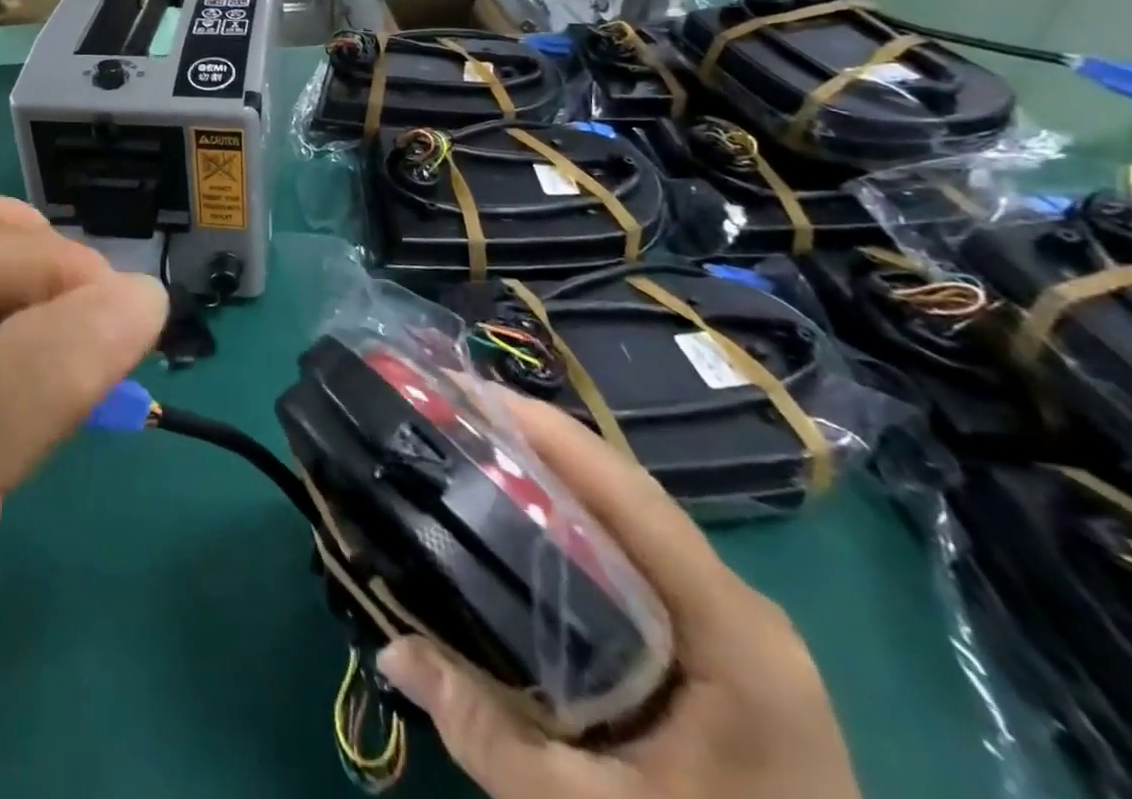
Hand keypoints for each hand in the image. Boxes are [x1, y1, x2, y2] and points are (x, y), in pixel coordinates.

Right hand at [376, 395, 859, 798]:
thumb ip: (491, 738)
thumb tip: (393, 649)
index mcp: (733, 632)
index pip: (631, 495)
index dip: (548, 434)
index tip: (468, 394)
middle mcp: (738, 607)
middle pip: (626, 495)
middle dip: (538, 445)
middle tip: (454, 418)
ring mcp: (731, 626)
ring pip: (629, 524)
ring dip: (554, 481)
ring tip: (474, 451)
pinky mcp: (717, 650)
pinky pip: (635, 562)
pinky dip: (575, 528)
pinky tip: (522, 527)